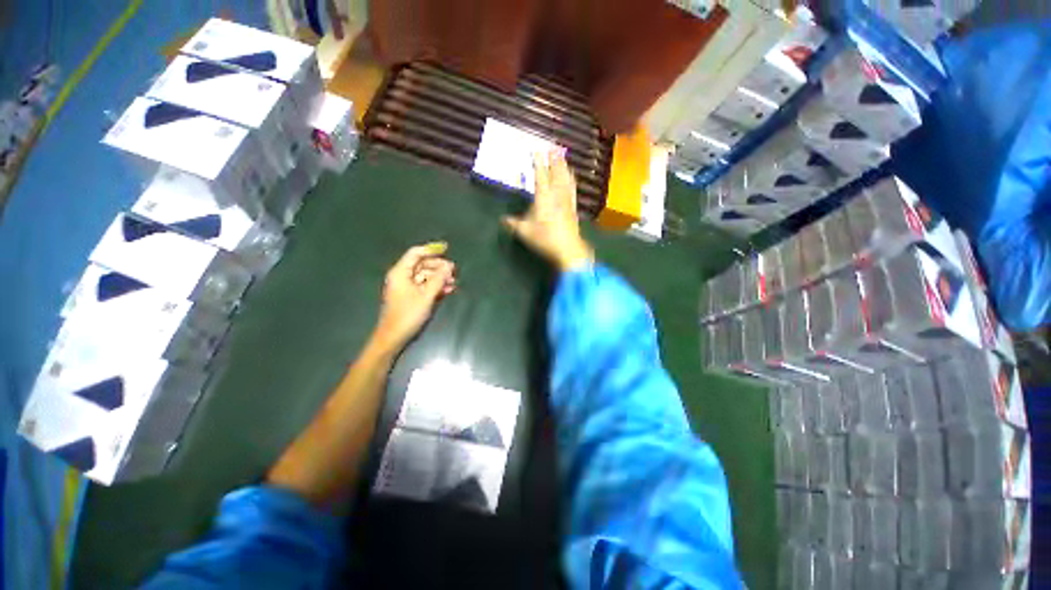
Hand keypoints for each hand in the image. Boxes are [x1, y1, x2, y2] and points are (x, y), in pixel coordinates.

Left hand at [374, 242, 456, 350]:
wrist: (394, 336)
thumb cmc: (408, 314)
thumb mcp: (426, 296)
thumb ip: (438, 279)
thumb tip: (449, 266)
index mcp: (401, 272)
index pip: (415, 253)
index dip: (431, 250)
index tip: (447, 248)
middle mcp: (402, 276)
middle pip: (422, 264)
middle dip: (438, 266)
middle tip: (454, 271)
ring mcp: (406, 287)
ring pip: (425, 276)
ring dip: (439, 278)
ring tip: (453, 282)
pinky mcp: (410, 296)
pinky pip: (424, 286)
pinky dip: (435, 286)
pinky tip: (447, 290)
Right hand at [503, 150, 592, 270]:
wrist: (568, 249)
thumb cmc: (544, 238)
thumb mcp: (524, 232)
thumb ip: (513, 224)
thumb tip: (503, 220)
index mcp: (543, 197)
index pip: (540, 176)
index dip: (538, 163)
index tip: (537, 151)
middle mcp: (556, 195)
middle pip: (556, 174)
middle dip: (554, 160)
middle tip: (553, 148)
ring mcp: (567, 201)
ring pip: (566, 179)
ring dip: (564, 167)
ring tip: (563, 158)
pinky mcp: (573, 208)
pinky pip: (572, 190)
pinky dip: (571, 181)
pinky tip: (572, 179)